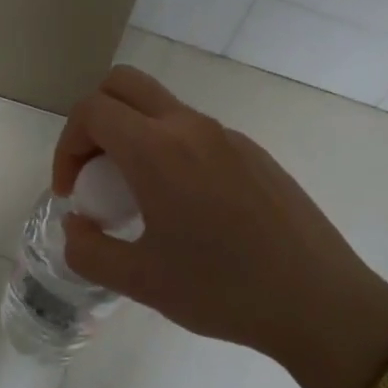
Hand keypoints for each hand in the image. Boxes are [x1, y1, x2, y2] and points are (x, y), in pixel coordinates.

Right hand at [53, 67, 387, 387]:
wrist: (320, 302)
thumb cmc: (223, 291)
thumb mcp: (139, 281)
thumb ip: (87, 250)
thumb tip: (76, 224)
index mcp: (157, 151)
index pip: (91, 111)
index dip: (67, 146)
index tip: (72, 192)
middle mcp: (191, 128)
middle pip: (123, 84)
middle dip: (94, 121)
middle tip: (95, 174)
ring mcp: (227, 136)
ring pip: (161, 107)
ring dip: (132, 135)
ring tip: (138, 198)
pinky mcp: (254, 152)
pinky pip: (195, 132)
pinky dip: (168, 150)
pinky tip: (185, 208)